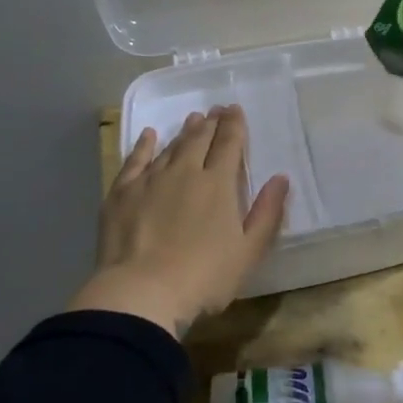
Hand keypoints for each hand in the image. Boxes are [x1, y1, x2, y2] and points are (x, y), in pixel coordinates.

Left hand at [69, 106, 289, 336]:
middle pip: (200, 139)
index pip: (229, 144)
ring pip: (170, 147)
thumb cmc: (204, 277)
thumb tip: (281, 178)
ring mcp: (150, 180)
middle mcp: (185, 172)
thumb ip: (267, 213)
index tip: (235, 110)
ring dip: (184, 131)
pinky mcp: (121, 193)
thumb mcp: (249, 251)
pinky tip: (148, 136)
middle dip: (211, 123)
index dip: (234, 125)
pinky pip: (134, 160)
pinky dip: (143, 145)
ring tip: (193, 119)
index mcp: (218, 184)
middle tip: (217, 110)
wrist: (141, 293)